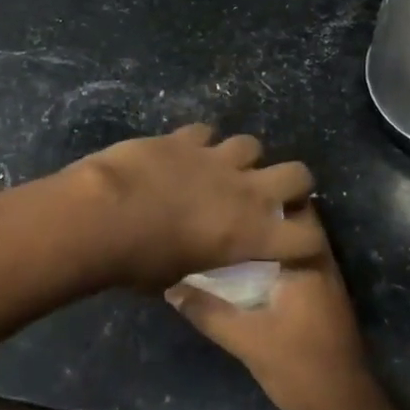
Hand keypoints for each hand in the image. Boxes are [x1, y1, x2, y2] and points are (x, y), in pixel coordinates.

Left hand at [68, 124, 323, 290]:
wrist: (103, 215)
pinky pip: (205, 131)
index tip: (292, 243)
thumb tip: (191, 261)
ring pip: (251, 144)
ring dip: (241, 158)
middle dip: (291, 182)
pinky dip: (198, 142)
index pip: (305, 239)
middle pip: (298, 174)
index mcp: (250, 235)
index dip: (304, 241)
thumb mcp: (176, 277)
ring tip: (221, 169)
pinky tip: (182, 153)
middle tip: (268, 194)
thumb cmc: (139, 262)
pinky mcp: (184, 138)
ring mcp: (216, 159)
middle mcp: (245, 192)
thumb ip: (198, 263)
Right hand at [165, 207, 388, 409]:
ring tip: (224, 226)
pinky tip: (240, 263)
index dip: (258, 193)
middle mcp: (319, 260)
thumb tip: (171, 287)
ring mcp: (322, 277)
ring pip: (290, 240)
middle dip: (258, 211)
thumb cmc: (300, 368)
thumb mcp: (246, 341)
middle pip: (289, 219)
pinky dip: (270, 255)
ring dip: (264, 233)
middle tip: (219, 204)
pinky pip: (291, 260)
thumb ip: (208, 311)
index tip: (226, 186)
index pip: (288, 207)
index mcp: (307, 260)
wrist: (345, 408)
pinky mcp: (319, 295)